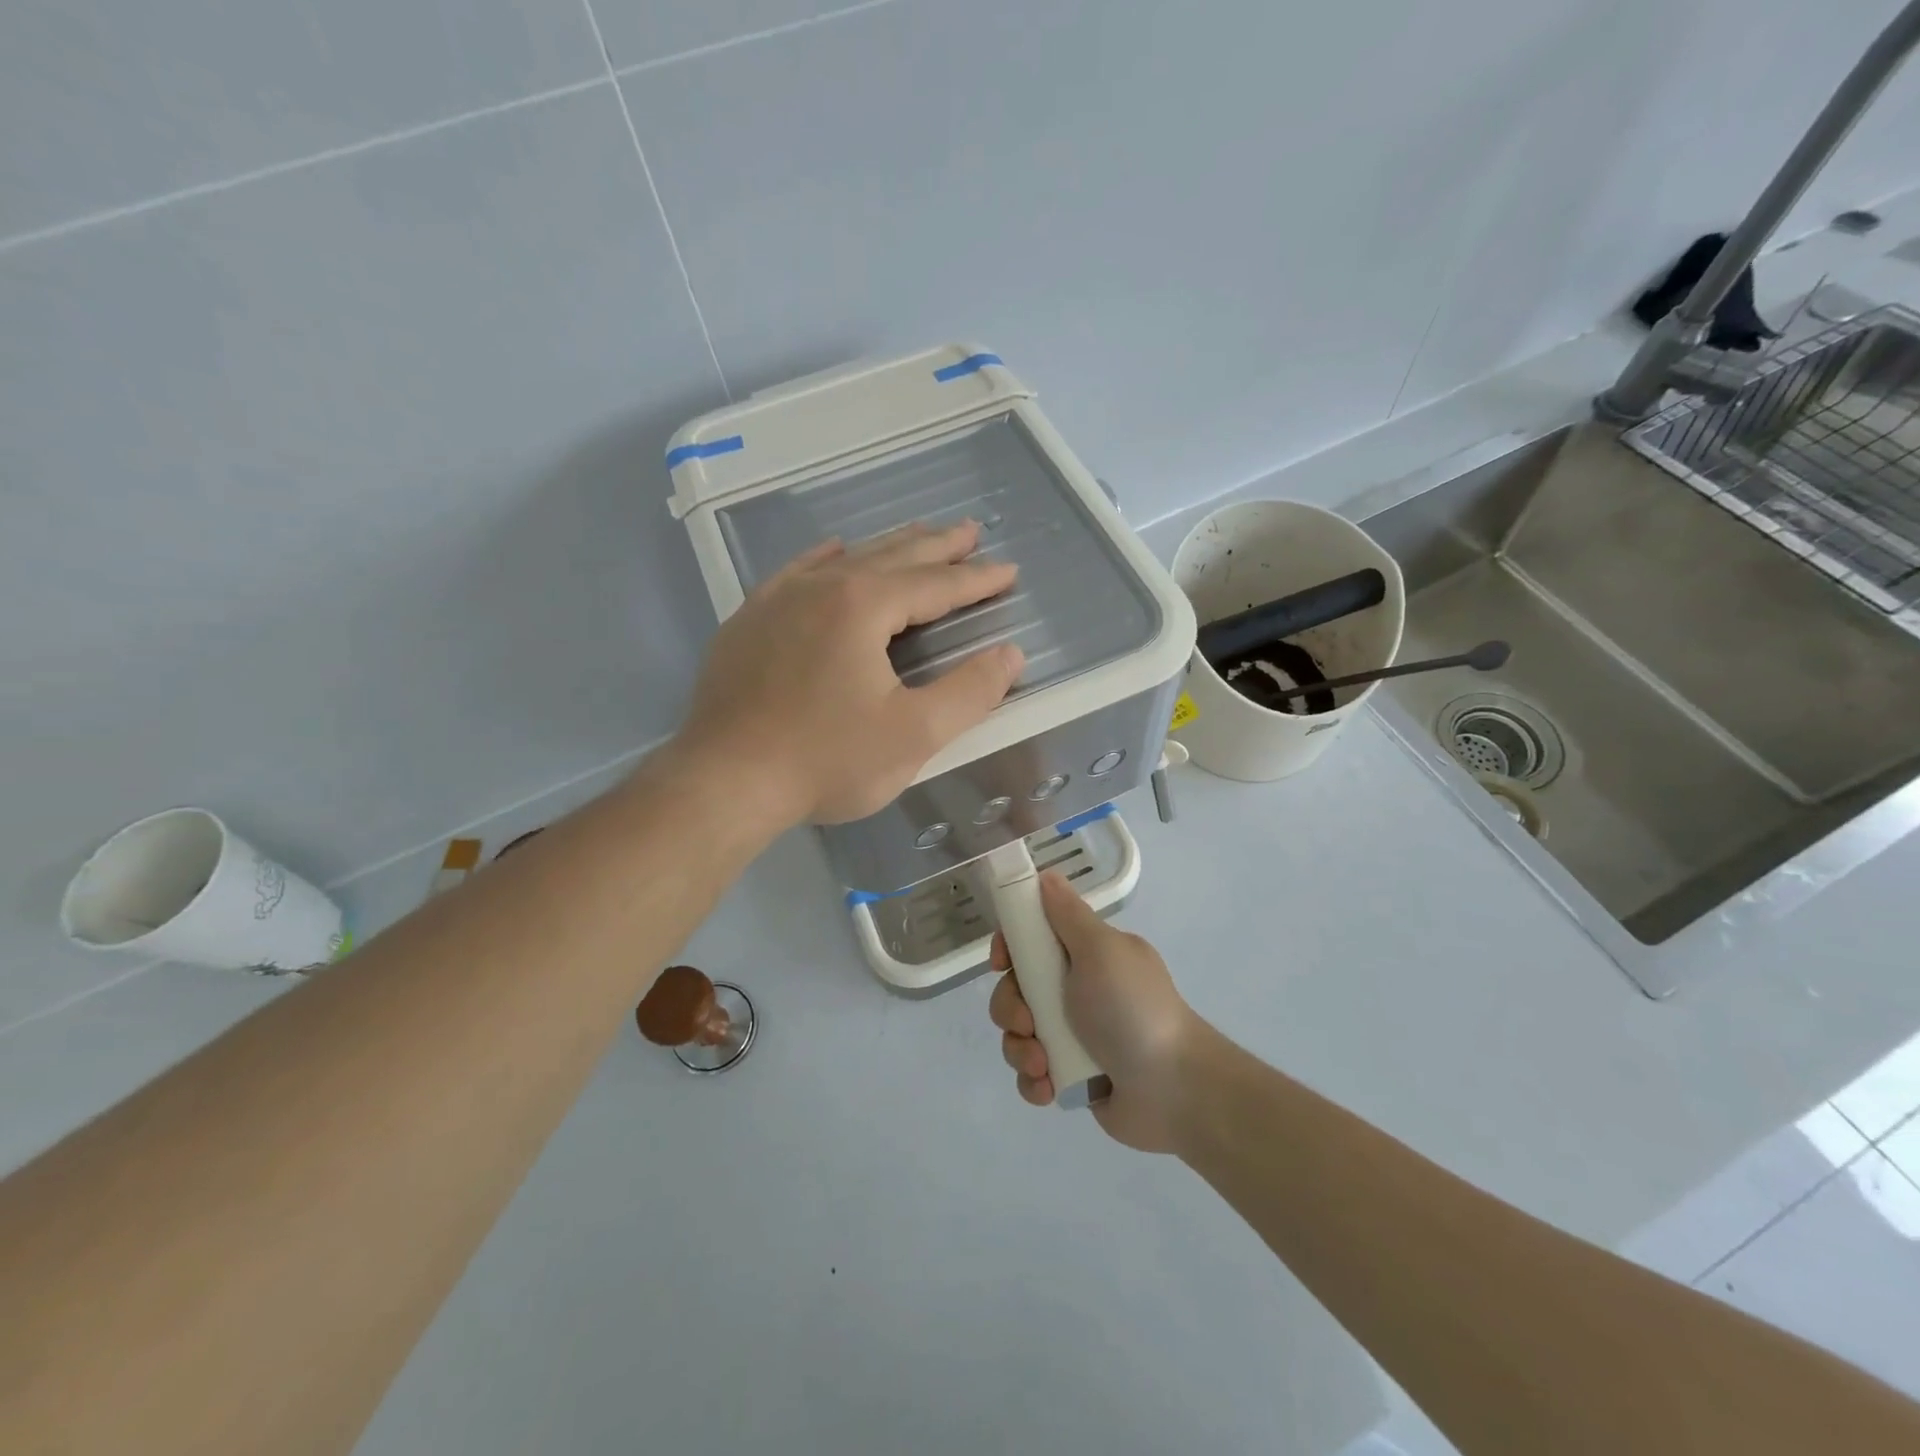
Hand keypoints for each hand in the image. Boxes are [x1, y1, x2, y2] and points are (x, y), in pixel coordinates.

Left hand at [677, 521, 1024, 826]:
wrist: (723, 782)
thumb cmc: (825, 760)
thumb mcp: (913, 734)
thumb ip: (969, 692)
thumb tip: (1010, 655)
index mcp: (862, 606)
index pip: (934, 584)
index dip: (976, 579)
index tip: (1008, 569)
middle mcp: (819, 588)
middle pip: (891, 557)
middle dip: (936, 546)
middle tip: (968, 531)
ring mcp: (777, 601)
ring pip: (845, 560)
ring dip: (887, 548)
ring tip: (916, 536)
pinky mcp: (748, 622)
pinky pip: (796, 573)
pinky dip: (826, 559)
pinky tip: (834, 551)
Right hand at [989, 874, 1206, 1152]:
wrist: (1174, 1089)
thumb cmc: (1132, 1009)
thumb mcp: (1100, 951)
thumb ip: (1068, 915)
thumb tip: (1047, 874)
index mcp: (1087, 956)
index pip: (1033, 940)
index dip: (1010, 948)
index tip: (1001, 962)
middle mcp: (1077, 991)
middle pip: (1016, 989)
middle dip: (1011, 1008)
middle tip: (1028, 1022)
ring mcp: (1072, 1036)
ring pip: (1018, 1033)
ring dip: (1020, 1049)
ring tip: (1043, 1064)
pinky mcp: (1070, 1077)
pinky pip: (1031, 1074)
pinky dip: (1033, 1081)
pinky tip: (1048, 1086)